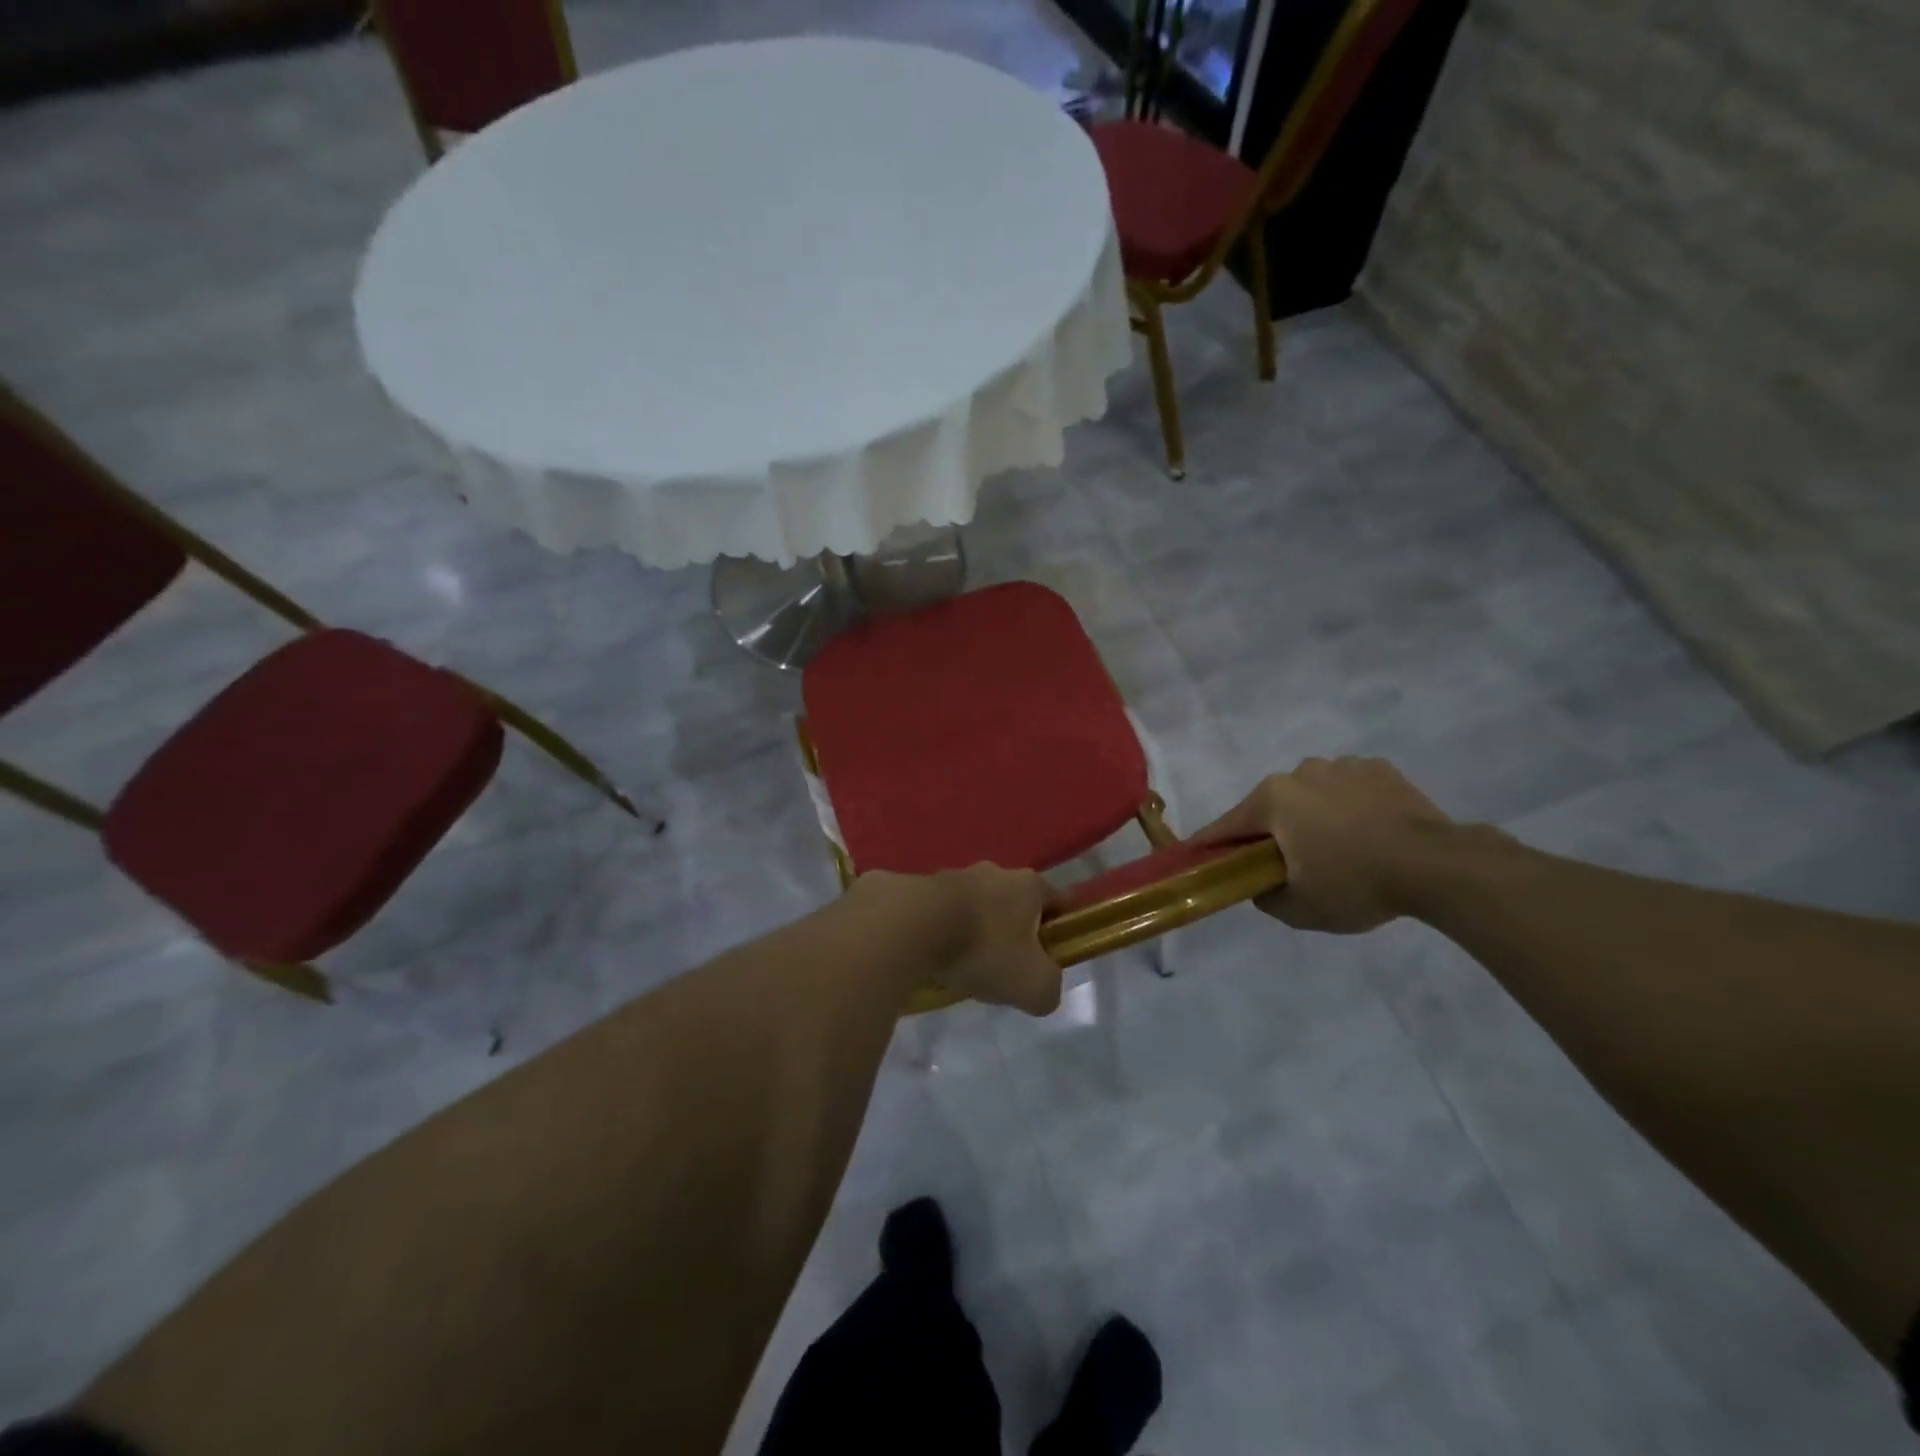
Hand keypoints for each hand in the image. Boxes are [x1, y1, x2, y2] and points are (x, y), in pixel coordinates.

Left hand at [853, 865, 1063, 1015]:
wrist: (911, 925)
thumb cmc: (984, 949)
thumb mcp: (1033, 985)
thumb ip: (1049, 989)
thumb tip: (1043, 990)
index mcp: (1028, 885)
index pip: (1058, 900)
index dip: (1061, 927)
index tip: (1053, 954)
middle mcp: (994, 872)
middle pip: (1014, 903)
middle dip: (1013, 932)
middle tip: (1005, 968)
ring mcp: (954, 875)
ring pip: (975, 906)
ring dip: (974, 930)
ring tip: (963, 967)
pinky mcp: (920, 887)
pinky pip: (941, 912)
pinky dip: (942, 931)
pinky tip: (934, 958)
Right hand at [1192, 758, 1455, 932]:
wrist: (1438, 865)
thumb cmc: (1356, 883)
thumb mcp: (1300, 909)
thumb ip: (1265, 897)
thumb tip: (1261, 885)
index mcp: (1272, 799)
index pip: (1227, 826)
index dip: (1209, 845)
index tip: (1195, 857)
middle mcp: (1300, 772)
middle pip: (1270, 807)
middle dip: (1270, 832)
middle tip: (1284, 864)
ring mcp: (1343, 765)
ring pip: (1311, 794)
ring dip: (1311, 816)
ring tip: (1337, 849)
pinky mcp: (1380, 769)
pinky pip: (1349, 789)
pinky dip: (1348, 807)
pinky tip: (1368, 833)